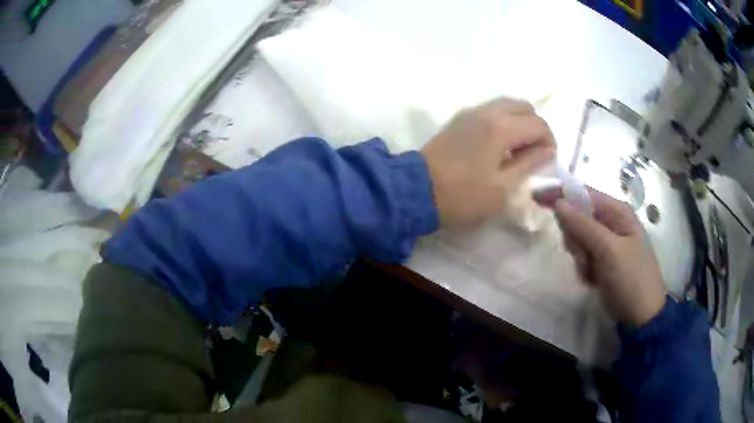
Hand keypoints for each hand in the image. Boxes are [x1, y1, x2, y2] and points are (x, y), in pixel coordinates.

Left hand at [421, 98, 554, 227]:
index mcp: (502, 127)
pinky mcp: (459, 119)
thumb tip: (547, 150)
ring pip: (507, 105)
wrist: (416, 190)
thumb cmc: (463, 195)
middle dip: (536, 127)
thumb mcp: (503, 188)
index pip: (539, 124)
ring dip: (519, 122)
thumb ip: (529, 164)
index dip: (549, 141)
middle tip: (534, 152)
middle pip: (524, 107)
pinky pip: (491, 111)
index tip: (547, 160)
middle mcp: (488, 111)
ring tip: (517, 150)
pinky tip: (499, 145)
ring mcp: (471, 112)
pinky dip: (503, 121)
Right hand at [535, 187, 666, 325]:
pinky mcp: (602, 262)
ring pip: (578, 240)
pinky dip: (583, 268)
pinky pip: (582, 257)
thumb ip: (583, 226)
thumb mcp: (608, 251)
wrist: (640, 317)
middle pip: (578, 218)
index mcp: (618, 212)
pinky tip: (594, 279)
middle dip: (575, 238)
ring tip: (593, 272)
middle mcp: (612, 223)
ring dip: (580, 257)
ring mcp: (607, 244)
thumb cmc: (631, 279)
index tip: (536, 197)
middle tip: (584, 255)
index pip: (584, 194)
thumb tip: (558, 202)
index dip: (560, 193)